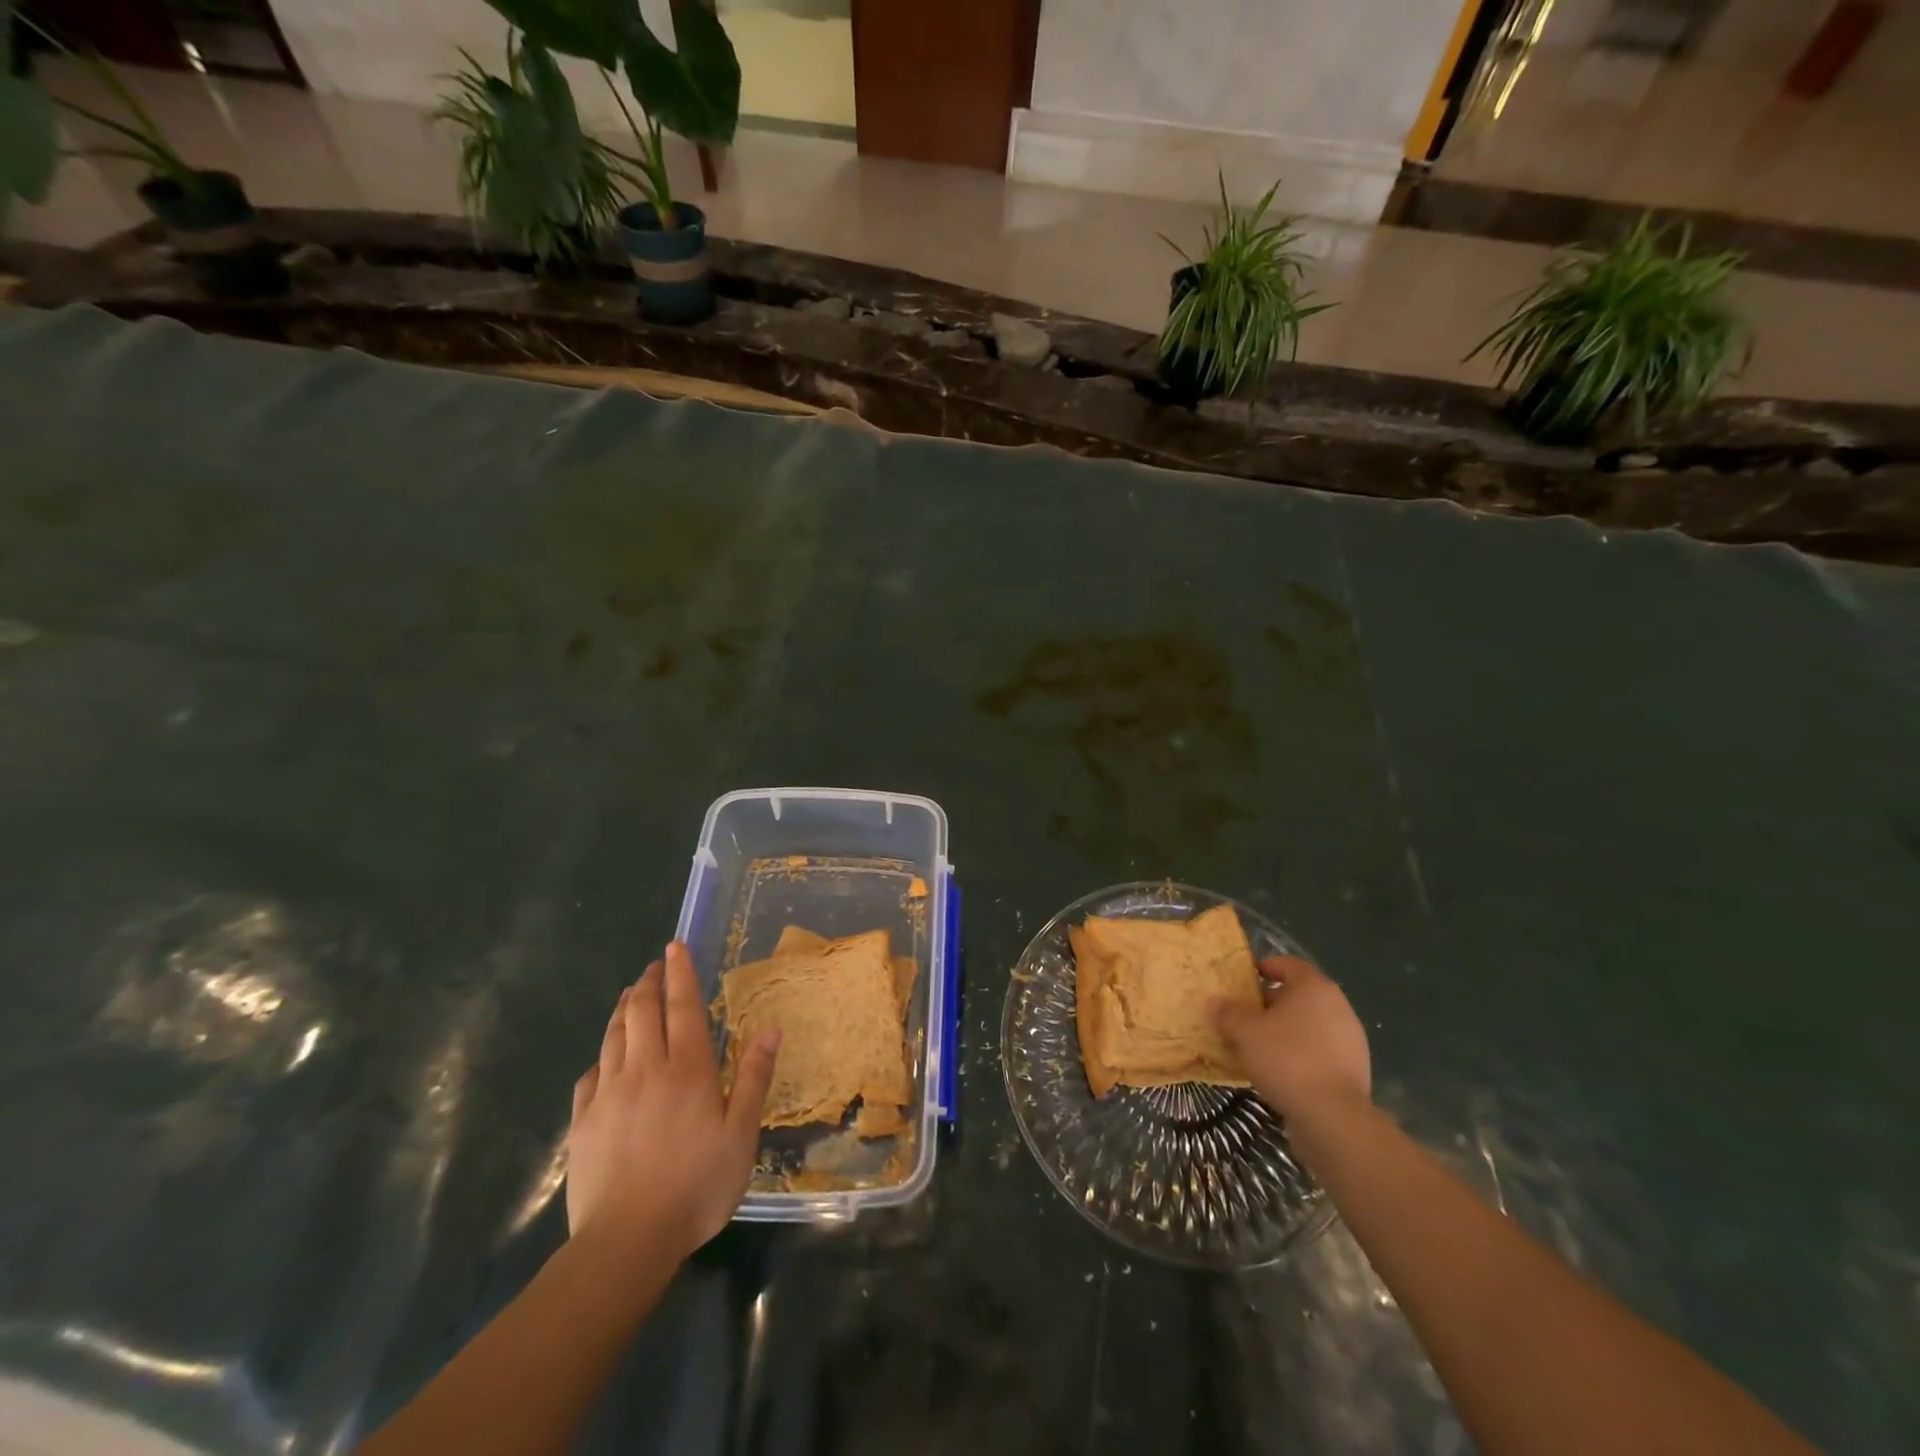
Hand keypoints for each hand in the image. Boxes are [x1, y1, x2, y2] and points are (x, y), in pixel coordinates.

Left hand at [565, 942, 779, 1260]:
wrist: (626, 1242)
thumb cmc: (695, 1186)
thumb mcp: (741, 1135)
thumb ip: (753, 1078)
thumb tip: (772, 1028)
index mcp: (687, 1069)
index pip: (683, 1007)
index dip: (680, 973)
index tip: (675, 947)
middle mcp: (645, 1069)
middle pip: (642, 1011)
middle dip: (648, 982)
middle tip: (655, 966)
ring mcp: (608, 1094)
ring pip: (614, 1036)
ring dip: (624, 1008)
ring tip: (630, 995)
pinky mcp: (583, 1122)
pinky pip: (590, 1075)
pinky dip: (601, 1055)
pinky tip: (605, 1058)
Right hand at [1212, 956, 1369, 1124]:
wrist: (1333, 1117)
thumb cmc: (1286, 1059)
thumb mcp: (1245, 1032)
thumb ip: (1228, 1012)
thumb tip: (1216, 1001)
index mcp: (1314, 988)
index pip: (1289, 965)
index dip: (1266, 967)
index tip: (1245, 978)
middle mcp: (1338, 1006)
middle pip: (1300, 995)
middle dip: (1271, 1002)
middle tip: (1245, 1014)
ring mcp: (1350, 1039)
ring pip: (1310, 1024)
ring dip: (1286, 1029)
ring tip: (1258, 1044)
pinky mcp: (1354, 1069)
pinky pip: (1320, 1050)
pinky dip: (1301, 1052)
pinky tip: (1280, 1069)